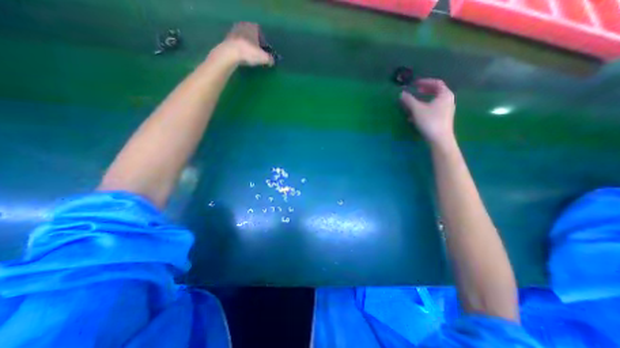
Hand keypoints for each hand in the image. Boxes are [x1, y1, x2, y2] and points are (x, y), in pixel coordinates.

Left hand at [216, 22, 273, 66]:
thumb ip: (270, 59)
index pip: (260, 31)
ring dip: (247, 46)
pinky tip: (242, 57)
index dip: (263, 40)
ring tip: (250, 56)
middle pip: (251, 35)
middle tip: (257, 53)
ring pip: (244, 39)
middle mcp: (243, 25)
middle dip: (254, 43)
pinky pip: (237, 44)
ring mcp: (234, 31)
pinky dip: (240, 49)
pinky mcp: (227, 39)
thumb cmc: (249, 52)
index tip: (264, 49)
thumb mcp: (264, 58)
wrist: (230, 53)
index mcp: (253, 27)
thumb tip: (272, 61)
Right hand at [403, 78, 453, 146]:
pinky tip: (414, 116)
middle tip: (415, 91)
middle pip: (435, 92)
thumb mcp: (417, 110)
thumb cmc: (430, 121)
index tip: (414, 84)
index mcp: (445, 95)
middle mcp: (448, 100)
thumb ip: (409, 100)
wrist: (440, 139)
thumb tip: (402, 93)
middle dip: (423, 91)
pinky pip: (432, 110)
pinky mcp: (442, 119)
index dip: (424, 82)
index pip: (436, 83)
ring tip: (412, 104)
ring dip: (422, 101)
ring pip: (433, 102)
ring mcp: (446, 110)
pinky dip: (423, 109)